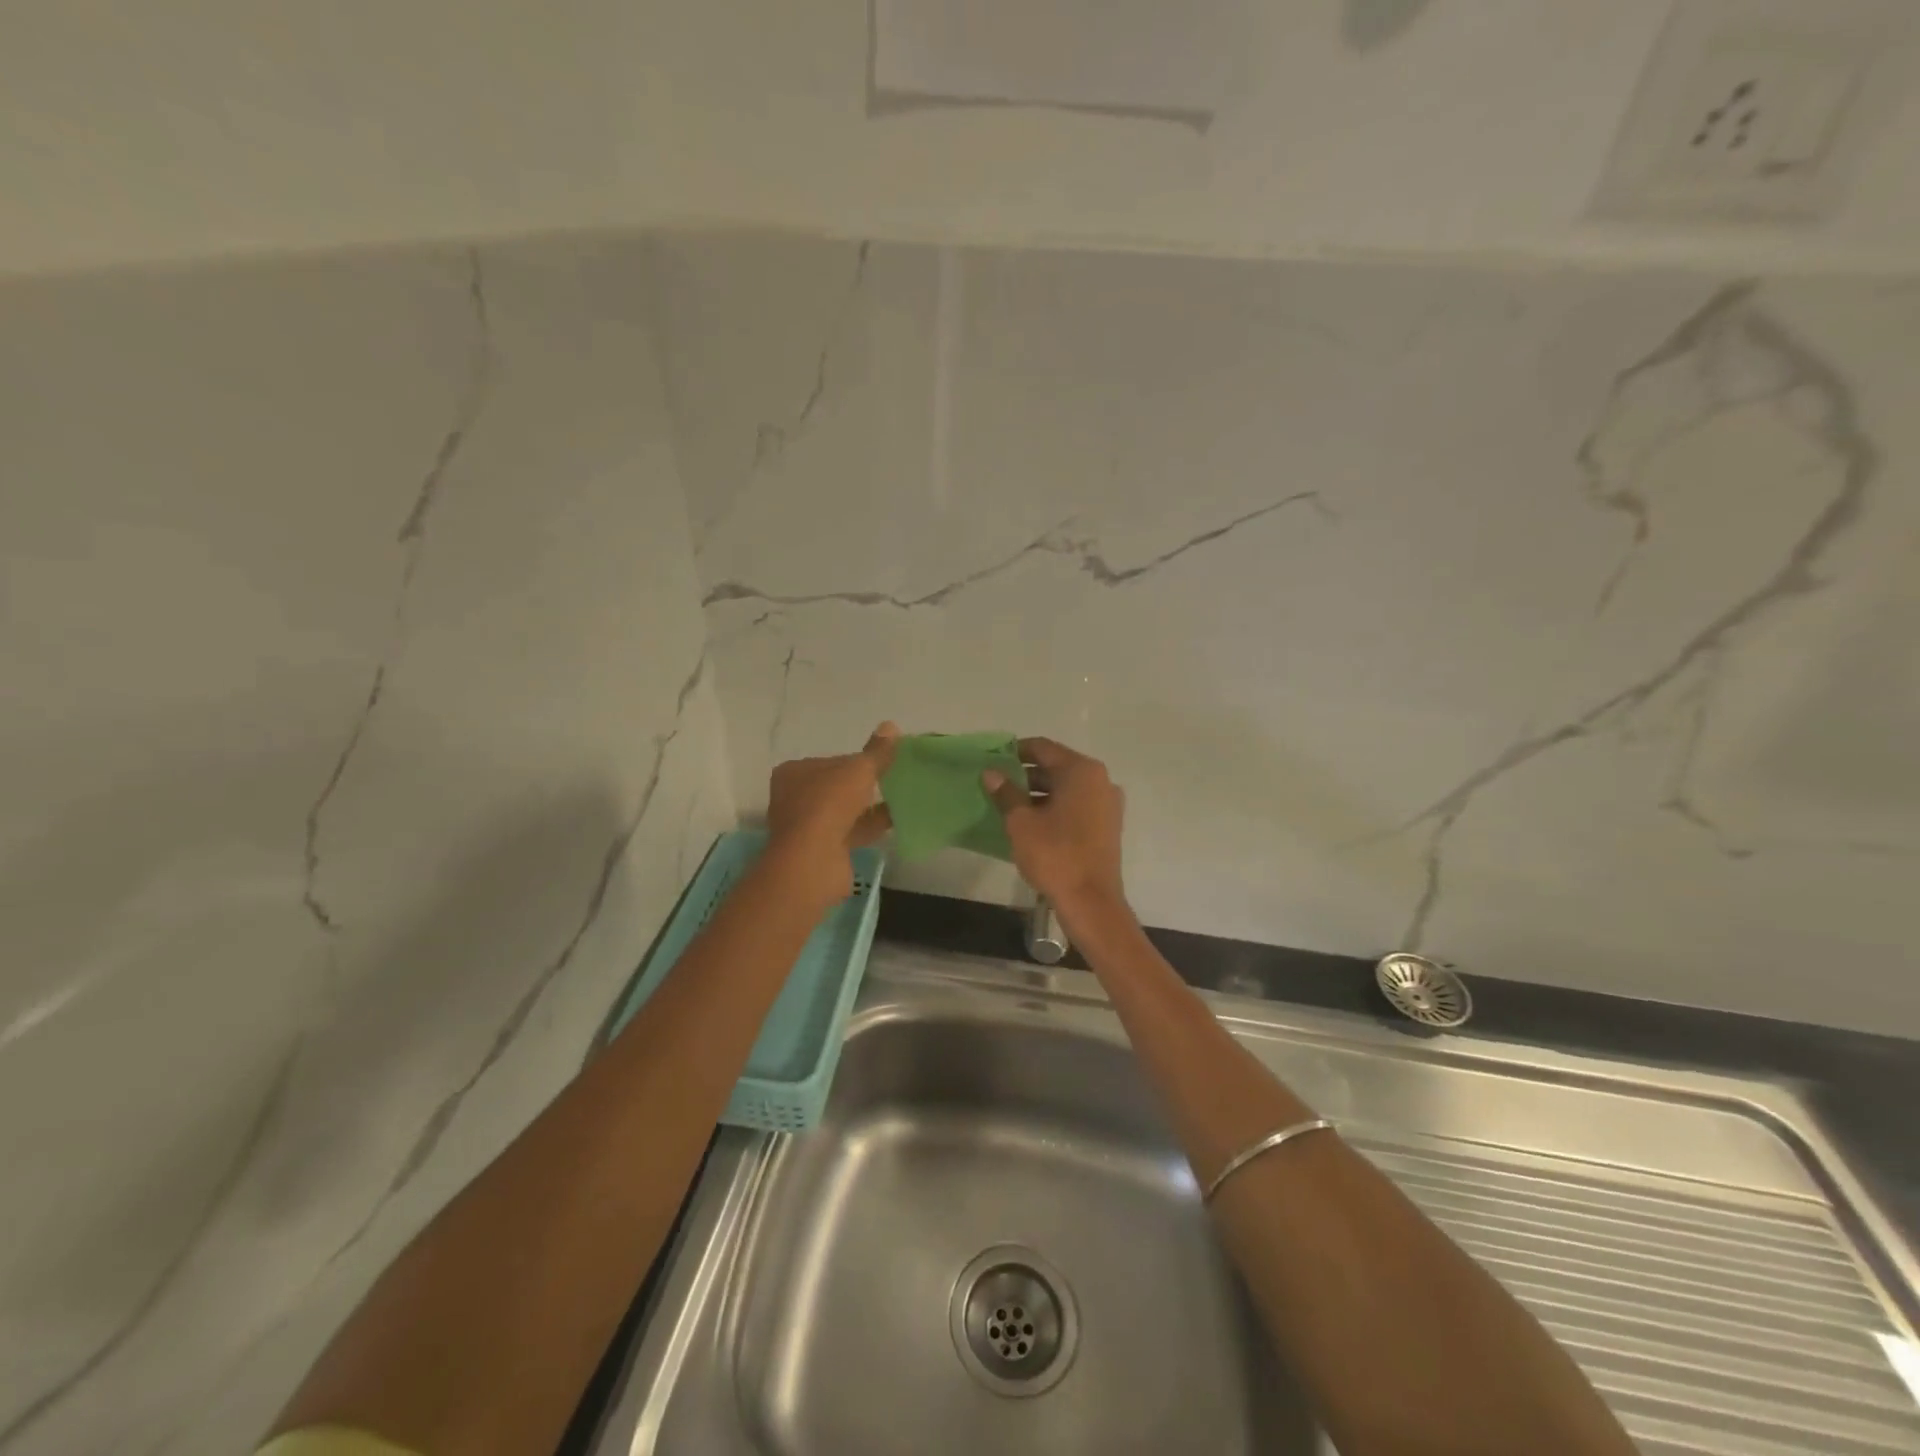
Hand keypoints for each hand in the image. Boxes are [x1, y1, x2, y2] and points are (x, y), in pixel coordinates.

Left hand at [764, 722, 898, 906]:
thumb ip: (876, 752)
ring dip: (869, 807)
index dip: (857, 761)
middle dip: (863, 785)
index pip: (831, 761)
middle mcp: (795, 798)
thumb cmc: (829, 804)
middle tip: (894, 780)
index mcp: (794, 772)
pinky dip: (871, 826)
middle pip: (837, 787)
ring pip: (844, 811)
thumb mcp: (858, 770)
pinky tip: (897, 820)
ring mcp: (807, 827)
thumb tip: (891, 725)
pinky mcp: (822, 850)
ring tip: (901, 797)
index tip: (883, 762)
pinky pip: (851, 832)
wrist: (813, 861)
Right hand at [983, 737, 1129, 925]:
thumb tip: (991, 773)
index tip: (993, 760)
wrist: (1091, 902)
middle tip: (997, 784)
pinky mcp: (1108, 825)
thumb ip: (1006, 793)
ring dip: (1039, 792)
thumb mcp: (1021, 822)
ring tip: (1010, 805)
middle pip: (1056, 767)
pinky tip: (1032, 822)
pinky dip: (1055, 807)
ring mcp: (1107, 804)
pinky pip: (1077, 805)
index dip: (1015, 751)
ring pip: (1067, 788)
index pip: (1043, 748)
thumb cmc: (1054, 855)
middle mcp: (1100, 780)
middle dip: (1026, 774)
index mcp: (1081, 771)